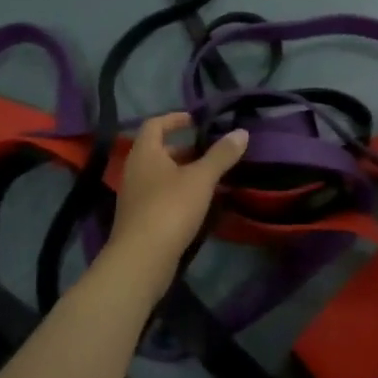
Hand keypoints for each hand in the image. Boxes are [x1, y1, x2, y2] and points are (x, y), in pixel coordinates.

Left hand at [105, 113, 248, 292]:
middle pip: (160, 150)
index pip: (155, 124)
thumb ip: (221, 155)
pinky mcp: (141, 218)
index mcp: (145, 153)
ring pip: (162, 175)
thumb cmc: (170, 208)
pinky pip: (162, 195)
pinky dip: (180, 193)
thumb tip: (241, 132)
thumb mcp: (201, 178)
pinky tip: (200, 203)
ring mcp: (135, 196)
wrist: (142, 259)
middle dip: (186, 149)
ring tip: (212, 177)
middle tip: (212, 152)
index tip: (196, 120)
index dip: (175, 118)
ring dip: (184, 173)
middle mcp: (135, 170)